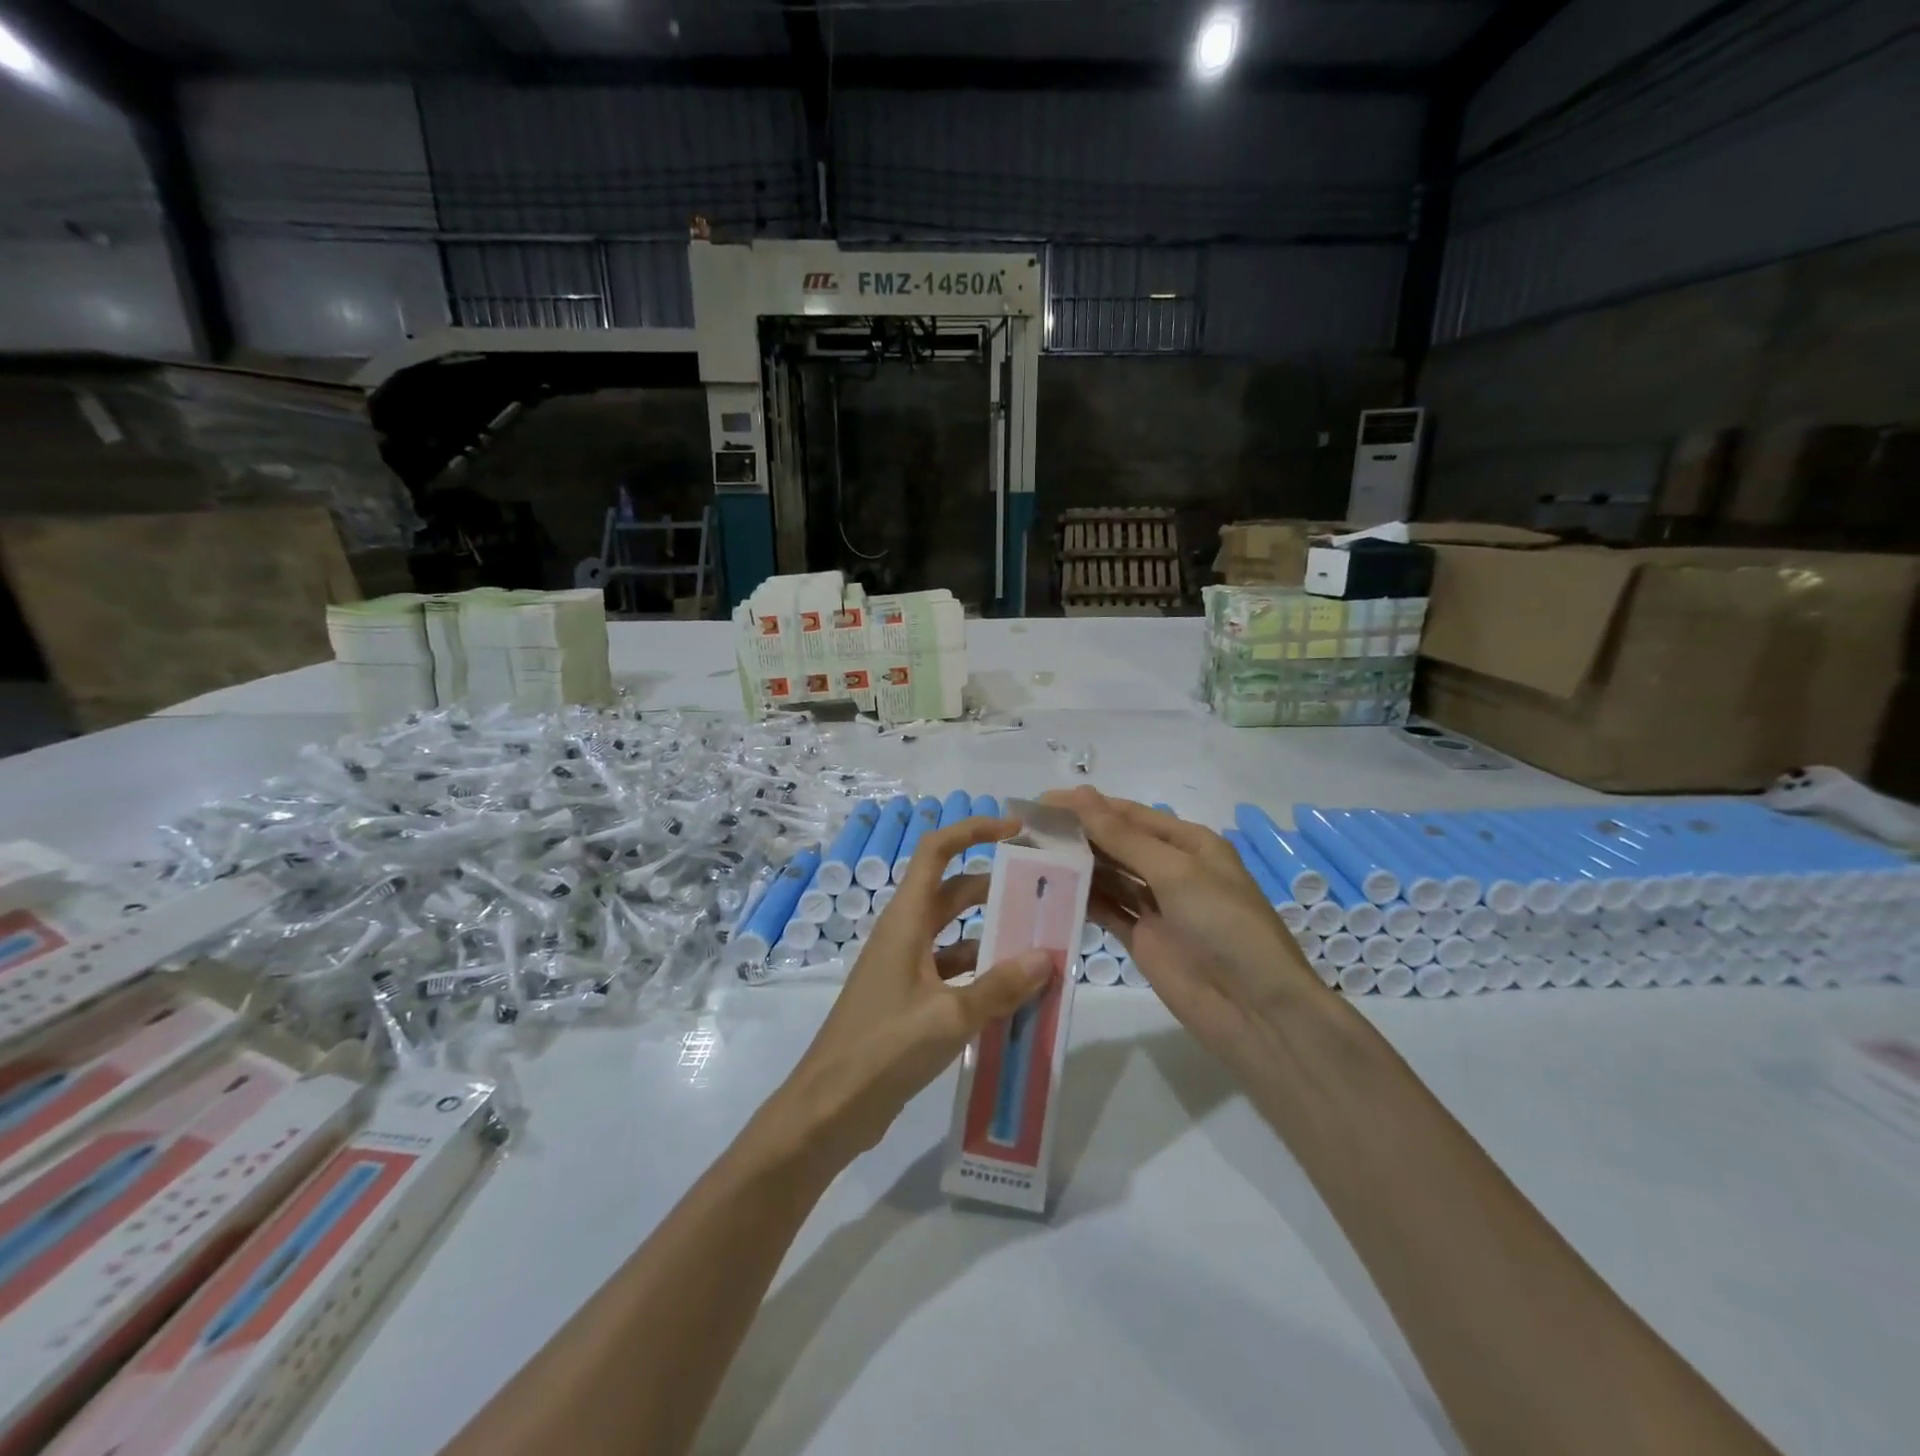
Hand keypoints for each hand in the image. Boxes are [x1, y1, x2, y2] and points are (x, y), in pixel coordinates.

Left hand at [765, 815, 1053, 1169]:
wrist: (829, 1109)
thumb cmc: (884, 1049)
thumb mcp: (949, 1017)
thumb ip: (1000, 987)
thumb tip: (1046, 957)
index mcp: (906, 920)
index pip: (937, 851)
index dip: (973, 831)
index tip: (1016, 831)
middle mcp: (905, 934)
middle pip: (953, 891)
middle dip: (996, 886)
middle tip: (1043, 892)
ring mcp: (905, 967)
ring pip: (956, 933)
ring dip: (993, 935)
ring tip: (1041, 945)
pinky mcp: (909, 999)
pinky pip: (953, 971)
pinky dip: (982, 974)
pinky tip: (1015, 995)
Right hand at [1044, 787, 1323, 1066]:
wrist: (1254, 1010)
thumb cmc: (1223, 925)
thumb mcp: (1176, 872)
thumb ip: (1123, 837)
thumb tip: (1079, 794)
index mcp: (1190, 844)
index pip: (1130, 815)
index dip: (1088, 806)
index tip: (1043, 801)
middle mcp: (1172, 870)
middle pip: (1117, 844)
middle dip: (1079, 834)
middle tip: (1029, 829)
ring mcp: (1155, 906)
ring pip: (1108, 876)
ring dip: (1076, 865)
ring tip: (1031, 855)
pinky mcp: (1142, 939)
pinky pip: (1106, 911)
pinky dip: (1081, 900)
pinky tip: (1049, 890)